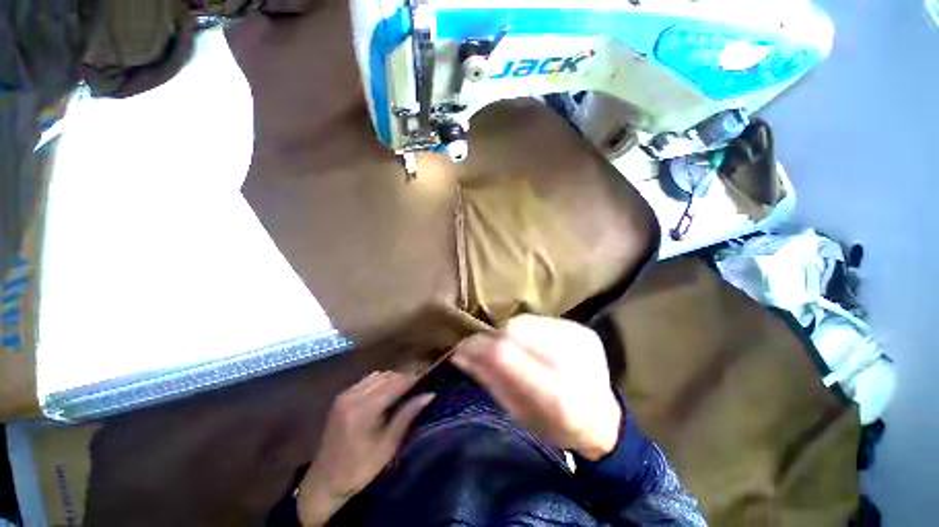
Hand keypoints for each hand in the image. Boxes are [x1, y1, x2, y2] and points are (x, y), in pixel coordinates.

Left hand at [297, 371, 434, 525]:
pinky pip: (367, 380)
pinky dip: (381, 382)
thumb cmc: (358, 470)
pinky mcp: (342, 396)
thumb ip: (406, 416)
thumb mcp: (387, 447)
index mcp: (362, 410)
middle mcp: (352, 396)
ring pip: (377, 375)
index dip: (414, 379)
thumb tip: (429, 394)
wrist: (324, 482)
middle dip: (405, 378)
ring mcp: (345, 394)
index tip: (429, 379)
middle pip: (387, 376)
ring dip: (393, 379)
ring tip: (406, 390)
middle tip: (420, 387)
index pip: (395, 384)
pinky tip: (387, 393)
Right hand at [451, 315, 620, 460]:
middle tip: (482, 348)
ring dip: (508, 333)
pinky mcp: (582, 329)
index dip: (478, 347)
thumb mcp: (518, 414)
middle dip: (491, 338)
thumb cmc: (556, 426)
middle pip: (513, 332)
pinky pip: (539, 320)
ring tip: (511, 348)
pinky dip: (525, 330)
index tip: (460, 348)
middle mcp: (573, 361)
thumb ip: (489, 380)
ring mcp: (580, 339)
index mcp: (559, 397)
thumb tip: (460, 354)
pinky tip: (531, 343)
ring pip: (524, 322)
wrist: (603, 417)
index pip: (504, 354)